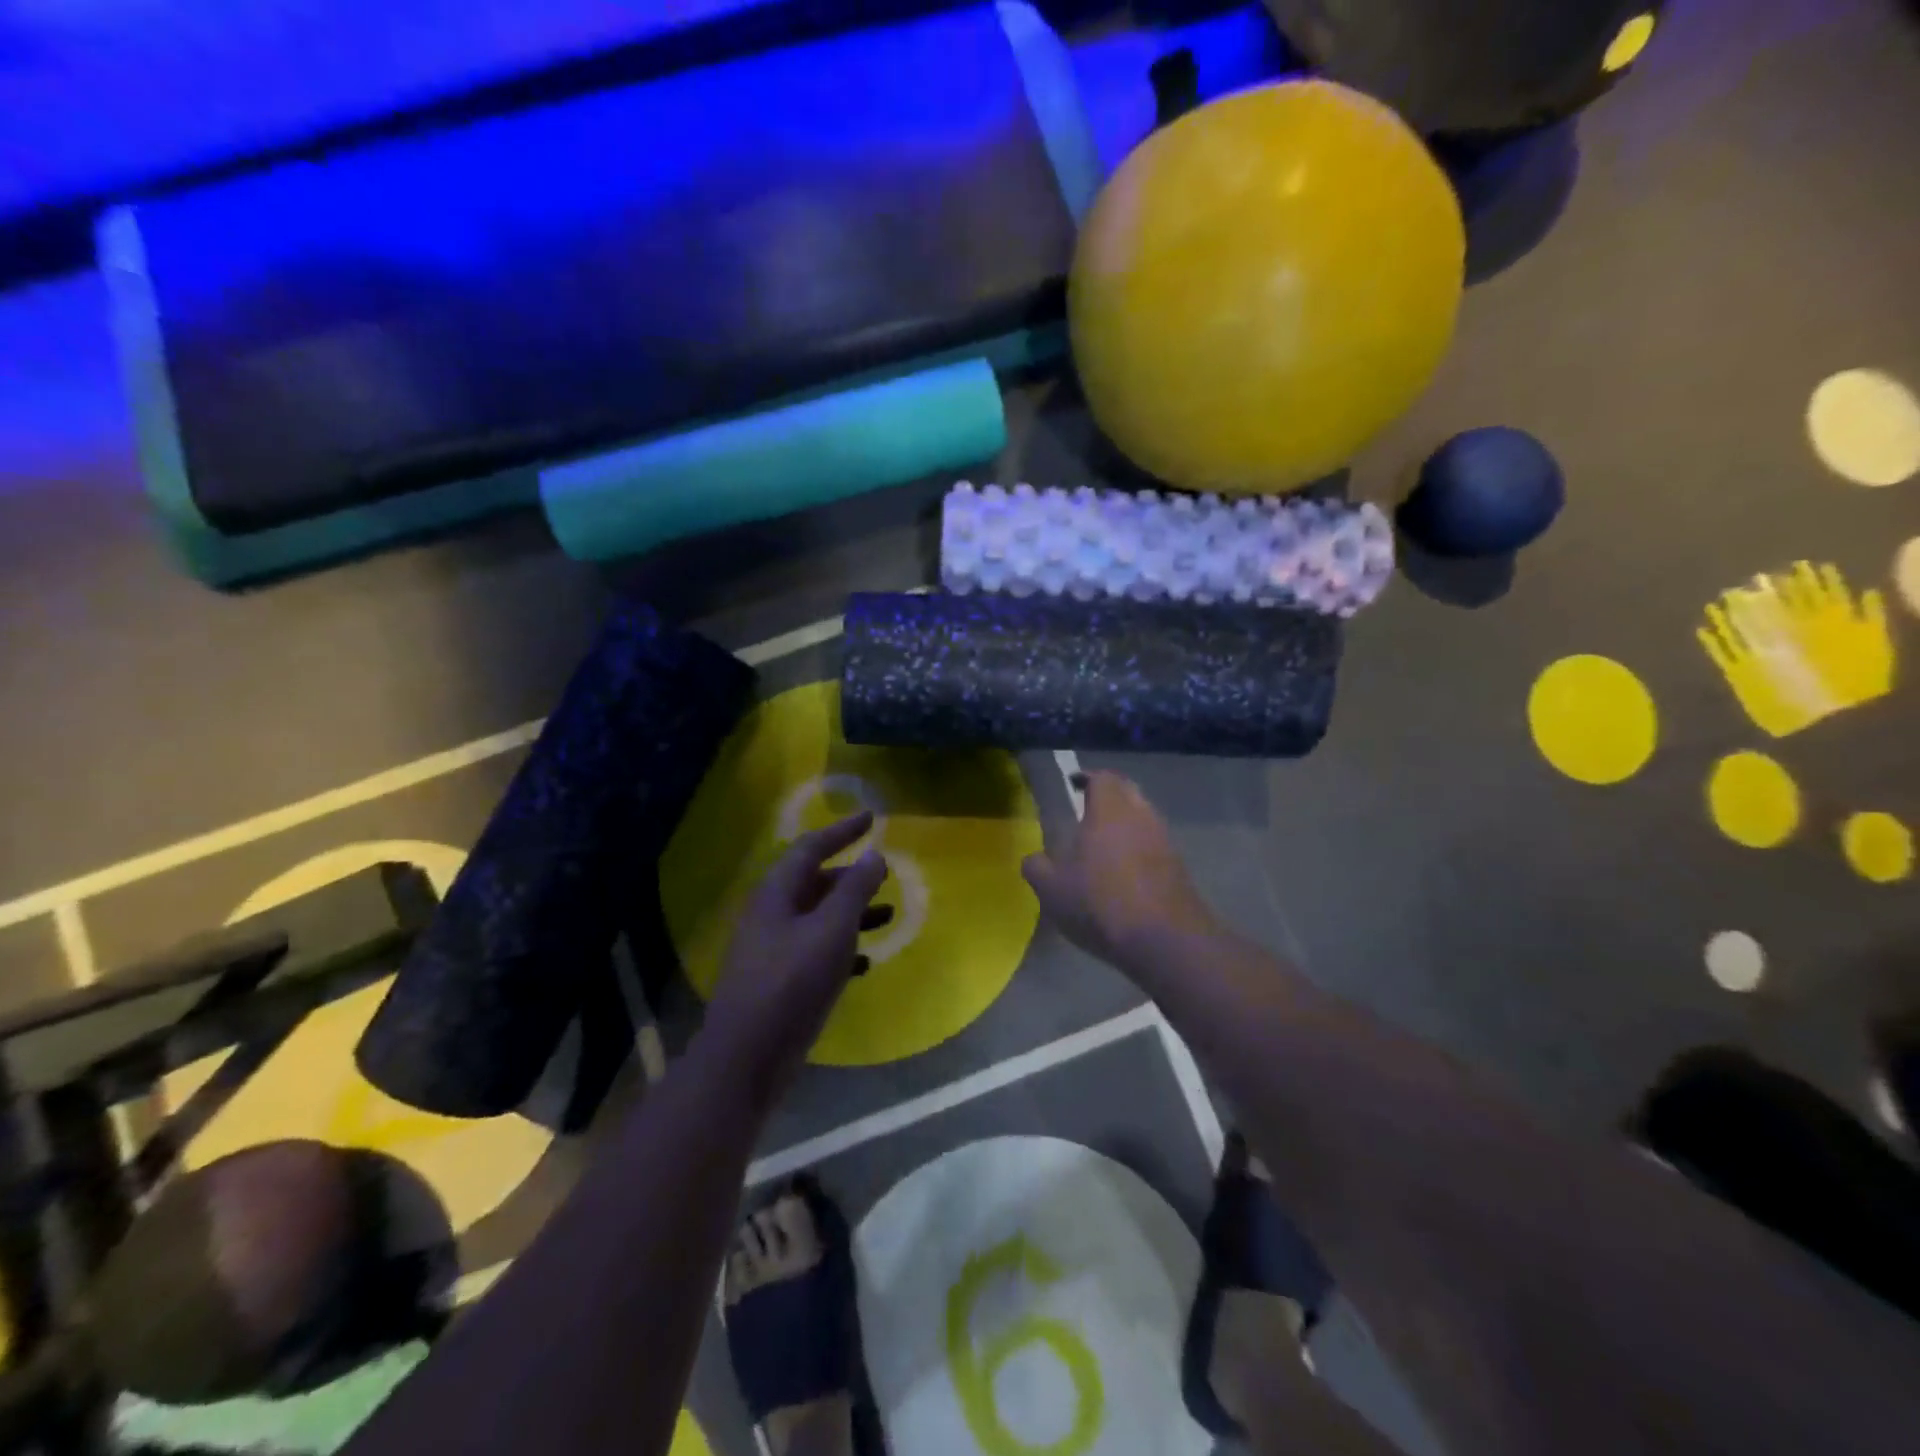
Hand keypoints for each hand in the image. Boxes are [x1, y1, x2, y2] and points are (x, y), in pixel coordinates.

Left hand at [703, 812, 888, 1099]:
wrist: (747, 1056)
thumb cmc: (792, 982)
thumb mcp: (831, 929)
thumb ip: (855, 890)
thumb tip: (874, 854)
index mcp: (777, 893)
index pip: (811, 847)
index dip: (841, 830)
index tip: (871, 818)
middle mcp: (771, 914)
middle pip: (814, 882)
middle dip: (851, 877)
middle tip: (885, 874)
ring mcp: (773, 949)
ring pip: (818, 918)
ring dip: (852, 914)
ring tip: (889, 916)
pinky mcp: (780, 981)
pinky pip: (816, 951)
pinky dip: (842, 949)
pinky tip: (865, 963)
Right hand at [1022, 772, 1218, 971]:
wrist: (1165, 940)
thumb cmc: (1100, 902)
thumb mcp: (1052, 889)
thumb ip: (1037, 867)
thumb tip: (1034, 859)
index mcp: (1110, 809)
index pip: (1102, 777)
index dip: (1087, 778)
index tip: (1073, 784)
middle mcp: (1142, 815)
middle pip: (1127, 792)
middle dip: (1108, 797)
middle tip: (1086, 811)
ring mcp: (1165, 841)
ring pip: (1143, 819)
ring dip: (1125, 824)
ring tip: (1102, 845)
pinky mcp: (1179, 868)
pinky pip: (1154, 846)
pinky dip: (1138, 850)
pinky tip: (1123, 874)